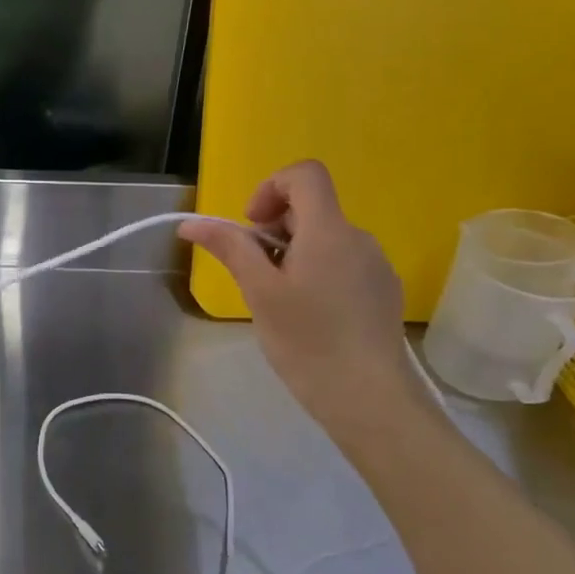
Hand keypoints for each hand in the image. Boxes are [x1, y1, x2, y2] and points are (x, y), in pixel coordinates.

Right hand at [180, 161, 425, 435]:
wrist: (371, 399)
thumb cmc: (308, 342)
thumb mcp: (260, 292)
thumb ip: (230, 248)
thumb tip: (191, 223)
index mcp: (329, 231)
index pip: (305, 174)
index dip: (271, 187)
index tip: (252, 226)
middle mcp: (359, 238)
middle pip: (312, 209)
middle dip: (275, 230)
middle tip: (256, 275)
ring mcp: (376, 266)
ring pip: (325, 240)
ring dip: (294, 254)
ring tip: (280, 302)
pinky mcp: (383, 292)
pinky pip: (343, 264)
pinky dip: (317, 273)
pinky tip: (310, 317)